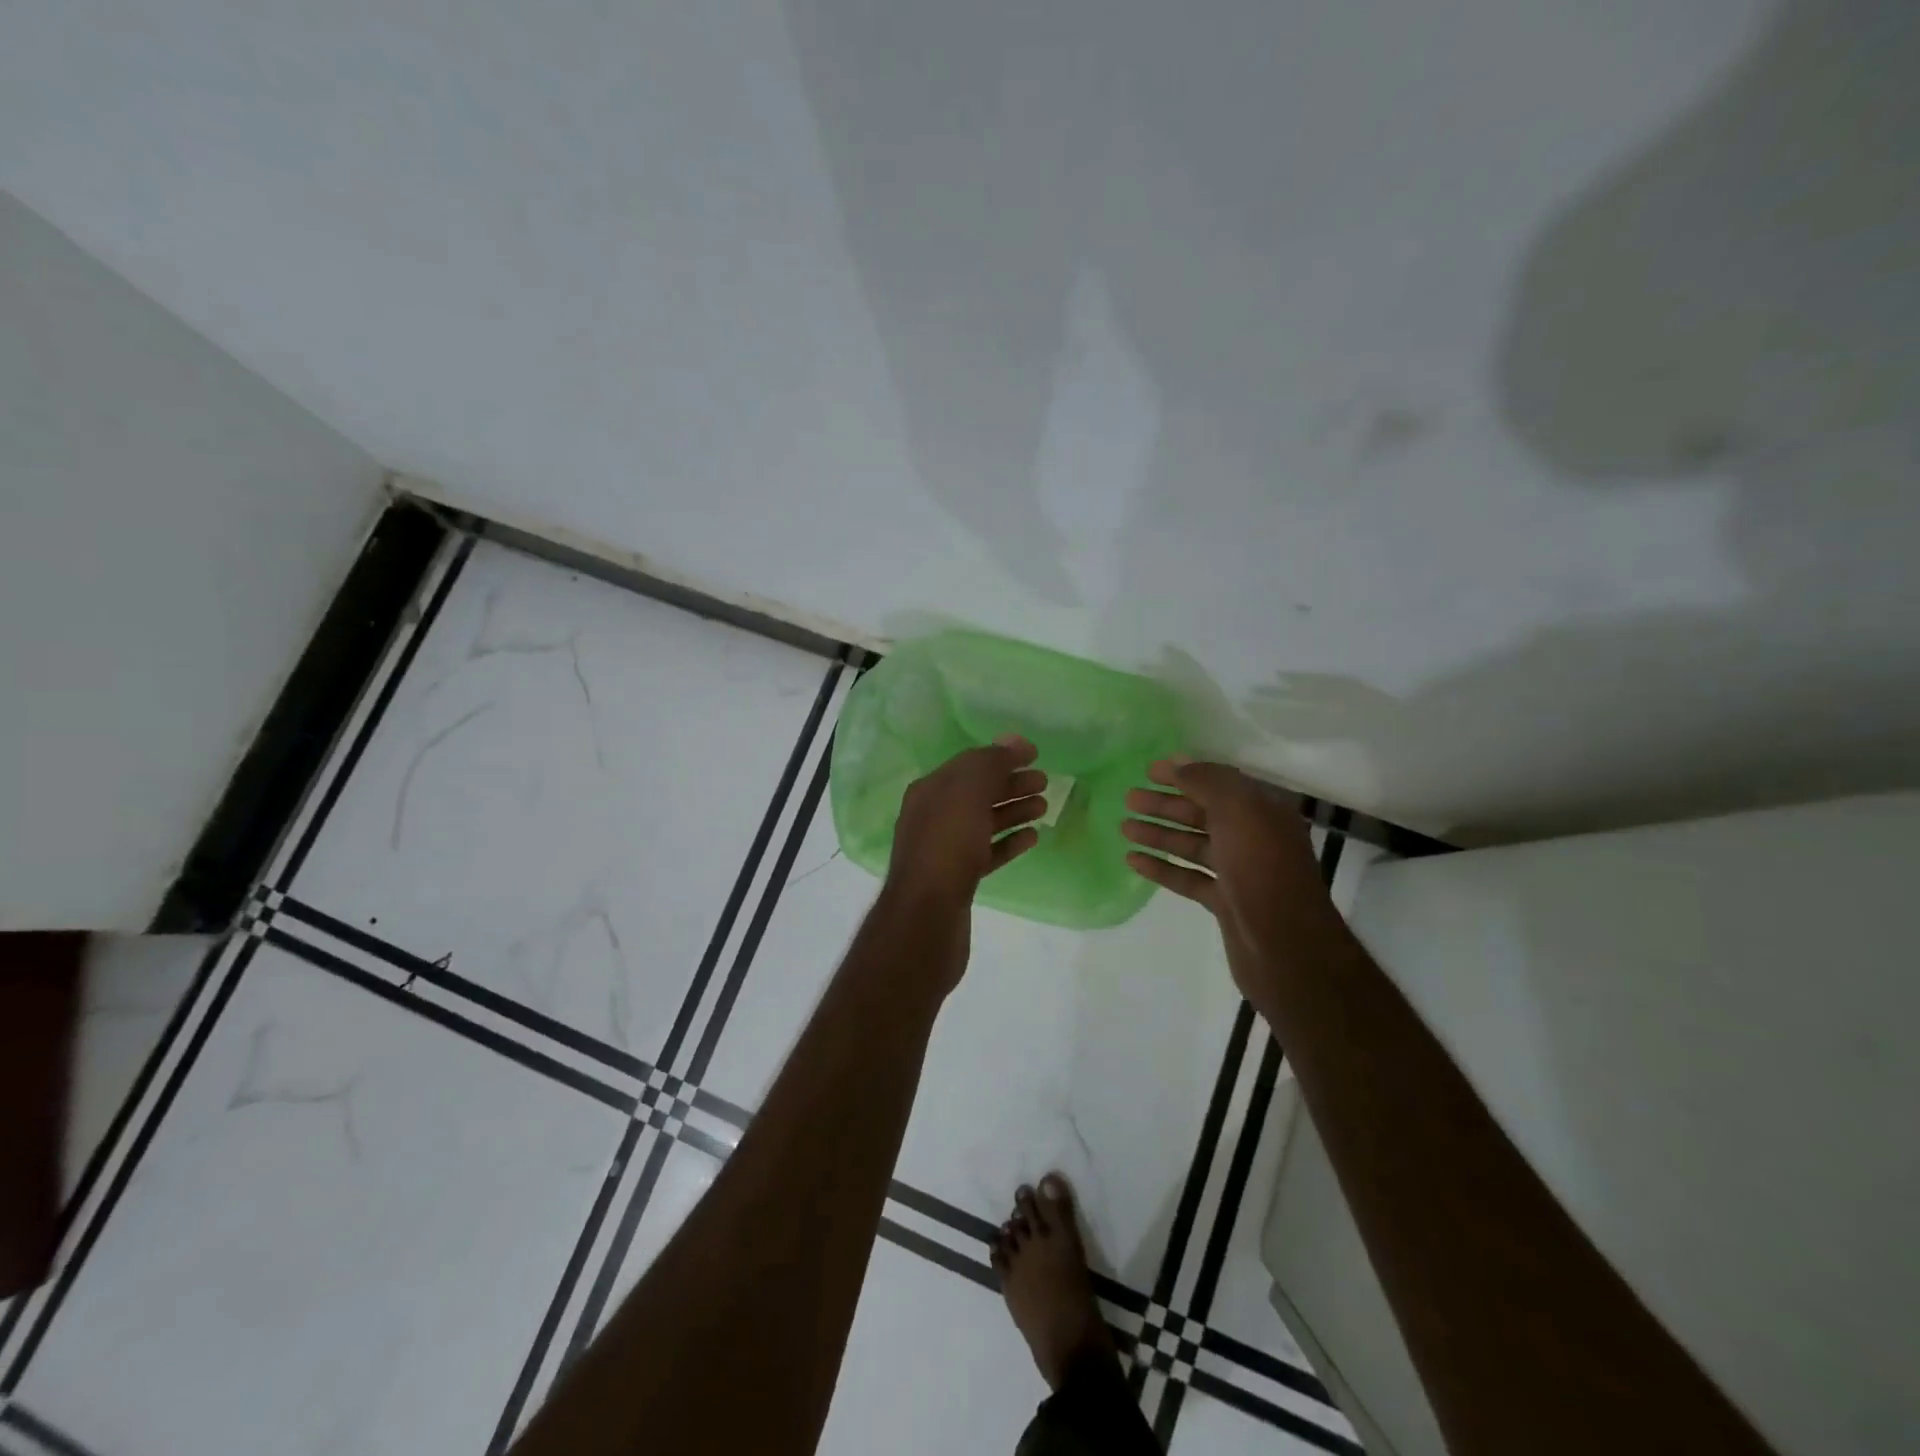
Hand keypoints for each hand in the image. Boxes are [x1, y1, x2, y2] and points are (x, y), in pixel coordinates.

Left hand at [883, 737, 1046, 991]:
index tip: (1035, 755)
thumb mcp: (968, 792)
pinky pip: (987, 852)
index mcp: (930, 790)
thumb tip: (1015, 741)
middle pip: (978, 792)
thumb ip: (991, 763)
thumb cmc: (947, 845)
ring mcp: (945, 849)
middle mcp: (933, 815)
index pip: (969, 764)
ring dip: (1013, 811)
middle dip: (1010, 784)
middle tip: (1045, 782)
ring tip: (1045, 807)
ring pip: (983, 822)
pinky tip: (1032, 839)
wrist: (926, 916)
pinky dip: (1008, 842)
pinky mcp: (958, 879)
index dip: (1001, 756)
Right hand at [1121, 759, 1338, 1001]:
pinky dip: (1162, 867)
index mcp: (1263, 811)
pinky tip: (1134, 860)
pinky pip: (1188, 877)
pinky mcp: (1225, 902)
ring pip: (1192, 846)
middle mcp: (1254, 838)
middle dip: (1165, 804)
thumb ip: (1207, 782)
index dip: (1185, 774)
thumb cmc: (1261, 867)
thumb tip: (1178, 763)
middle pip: (1202, 814)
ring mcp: (1239, 872)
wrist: (1284, 944)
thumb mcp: (1238, 810)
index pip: (1219, 783)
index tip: (1149, 770)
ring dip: (1159, 834)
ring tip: (1124, 827)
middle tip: (1129, 798)